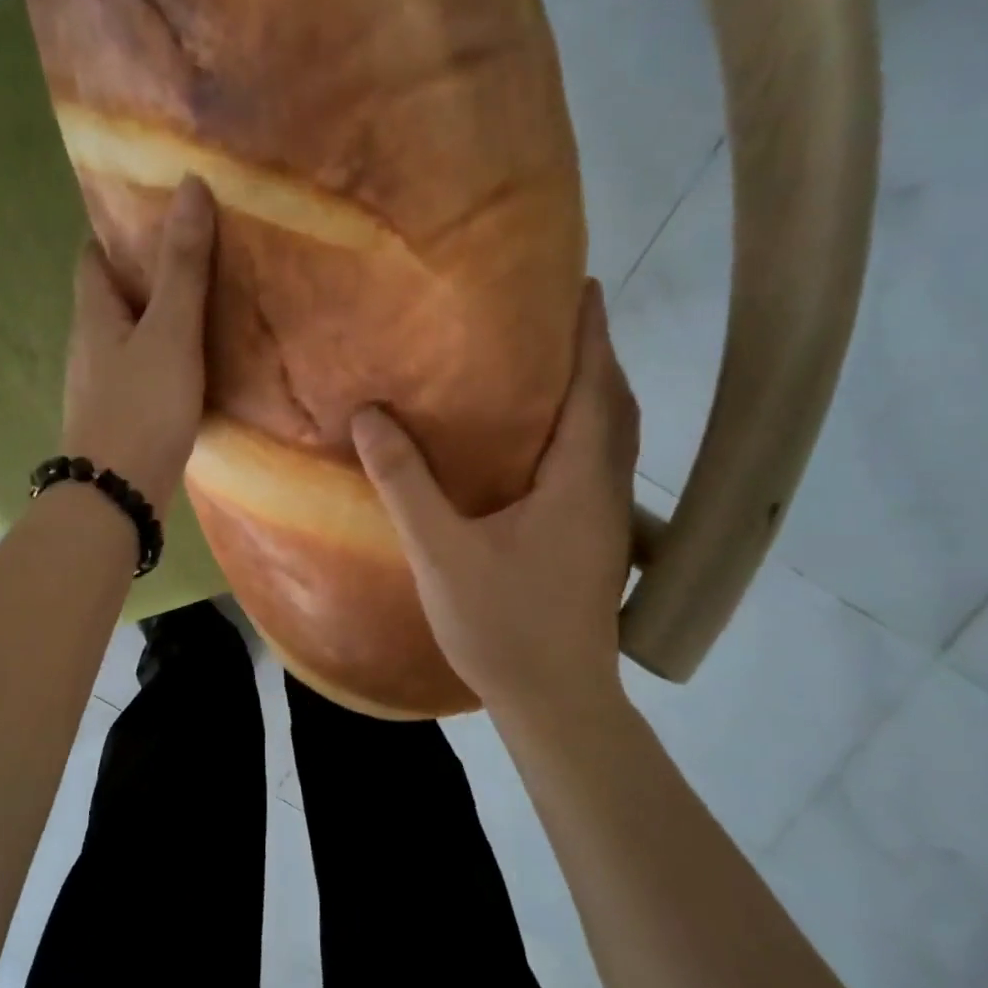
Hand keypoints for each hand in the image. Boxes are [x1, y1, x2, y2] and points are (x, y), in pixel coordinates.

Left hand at [61, 176, 215, 512]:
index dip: (119, 229)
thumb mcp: (170, 332)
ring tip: (205, 302)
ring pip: (128, 336)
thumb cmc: (141, 407)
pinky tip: (195, 364)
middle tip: (196, 253)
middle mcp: (89, 345)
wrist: (117, 495)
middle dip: (146, 273)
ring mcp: (101, 385)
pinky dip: (164, 357)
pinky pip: (141, 370)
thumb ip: (182, 266)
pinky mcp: (118, 416)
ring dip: (157, 317)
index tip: (158, 211)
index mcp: (93, 314)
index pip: (95, 255)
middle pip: (112, 295)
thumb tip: (188, 184)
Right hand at [351, 281, 639, 717]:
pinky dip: (584, 433)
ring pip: (612, 439)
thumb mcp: (441, 551)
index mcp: (579, 480)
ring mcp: (605, 521)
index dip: (590, 334)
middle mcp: (605, 491)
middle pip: (615, 407)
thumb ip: (406, 483)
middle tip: (557, 320)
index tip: (581, 286)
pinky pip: (598, 466)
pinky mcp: (595, 544)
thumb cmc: (503, 623)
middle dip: (595, 356)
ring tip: (551, 368)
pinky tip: (543, 445)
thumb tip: (371, 416)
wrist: (556, 702)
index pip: (594, 389)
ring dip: (594, 394)